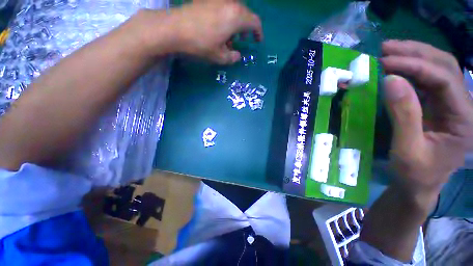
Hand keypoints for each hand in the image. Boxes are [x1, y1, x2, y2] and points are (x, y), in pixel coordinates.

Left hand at [165, 2, 261, 63]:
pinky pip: (224, 7)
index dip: (258, 32)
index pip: (255, 22)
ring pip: (235, 10)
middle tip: (242, 41)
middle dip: (247, 28)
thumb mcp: (220, 57)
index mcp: (236, 17)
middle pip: (245, 15)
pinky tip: (219, 28)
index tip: (257, 41)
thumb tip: (237, 55)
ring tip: (229, 37)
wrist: (174, 28)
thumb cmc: (201, 44)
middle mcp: (230, 4)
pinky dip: (227, 18)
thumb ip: (232, 57)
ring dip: (236, 24)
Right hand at [381, 40, 472, 202]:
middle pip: (446, 66)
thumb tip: (390, 80)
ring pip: (438, 67)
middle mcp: (463, 105)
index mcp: (464, 119)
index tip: (385, 62)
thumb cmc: (415, 173)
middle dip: (416, 52)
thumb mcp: (407, 149)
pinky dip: (411, 69)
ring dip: (413, 56)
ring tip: (389, 52)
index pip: (444, 80)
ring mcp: (452, 103)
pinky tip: (396, 67)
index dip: (416, 66)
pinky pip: (427, 79)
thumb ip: (404, 115)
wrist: (419, 184)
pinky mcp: (438, 105)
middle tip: (386, 48)